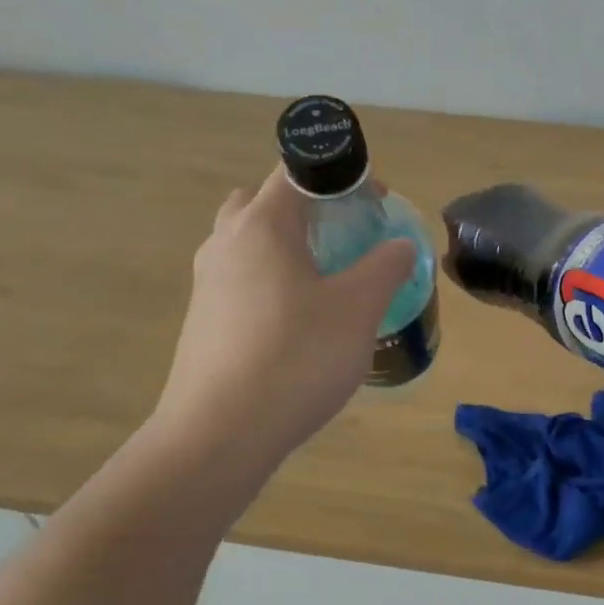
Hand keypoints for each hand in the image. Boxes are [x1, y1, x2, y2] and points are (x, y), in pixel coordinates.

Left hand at [154, 167, 414, 463]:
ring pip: (249, 243)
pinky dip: (270, 282)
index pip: (298, 172)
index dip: (342, 177)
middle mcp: (226, 242)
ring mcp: (207, 282)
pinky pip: (240, 280)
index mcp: (263, 225)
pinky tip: (298, 323)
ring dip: (285, 247)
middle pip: (265, 202)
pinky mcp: (203, 319)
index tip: (375, 203)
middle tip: (343, 237)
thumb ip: (385, 267)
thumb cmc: (296, 357)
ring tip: (325, 281)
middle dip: (307, 209)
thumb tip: (400, 245)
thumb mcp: (358, 309)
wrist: (220, 432)